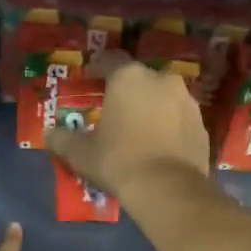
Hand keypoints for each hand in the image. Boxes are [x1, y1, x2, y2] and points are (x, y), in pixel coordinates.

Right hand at [45, 54, 211, 201]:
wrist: (169, 190)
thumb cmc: (119, 161)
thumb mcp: (81, 153)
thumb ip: (63, 139)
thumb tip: (49, 135)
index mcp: (129, 78)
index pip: (110, 60)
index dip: (97, 67)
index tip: (89, 78)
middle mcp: (162, 80)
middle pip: (139, 79)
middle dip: (126, 91)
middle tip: (113, 109)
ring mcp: (187, 101)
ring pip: (162, 97)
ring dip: (150, 108)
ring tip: (137, 129)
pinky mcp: (202, 125)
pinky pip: (178, 119)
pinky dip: (168, 126)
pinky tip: (158, 145)